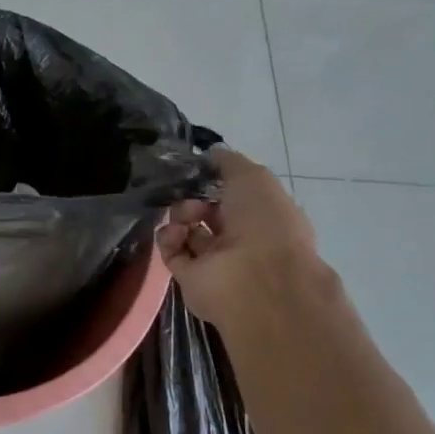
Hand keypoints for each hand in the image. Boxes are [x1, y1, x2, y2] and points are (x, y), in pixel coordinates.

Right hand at [156, 149, 321, 329]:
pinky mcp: (190, 278)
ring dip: (180, 217)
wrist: (257, 280)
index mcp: (263, 215)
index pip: (232, 194)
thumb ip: (229, 163)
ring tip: (184, 218)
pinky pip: (171, 250)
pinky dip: (169, 238)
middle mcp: (240, 238)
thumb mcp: (253, 177)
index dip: (214, 181)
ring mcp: (215, 261)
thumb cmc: (264, 224)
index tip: (198, 170)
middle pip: (205, 211)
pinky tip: (176, 234)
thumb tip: (210, 153)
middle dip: (194, 199)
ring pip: (186, 230)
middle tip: (191, 199)